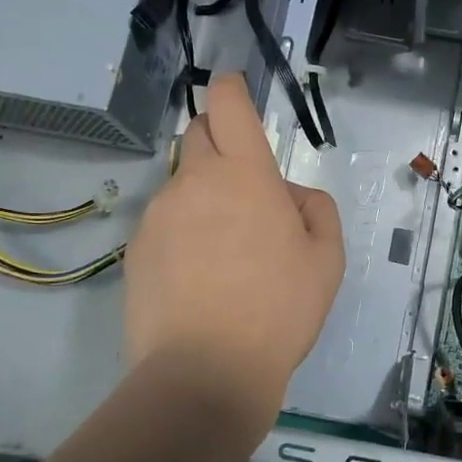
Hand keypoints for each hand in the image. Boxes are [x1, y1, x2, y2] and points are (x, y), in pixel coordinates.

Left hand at [122, 73, 343, 424]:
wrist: (204, 373)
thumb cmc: (278, 310)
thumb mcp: (326, 259)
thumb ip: (316, 209)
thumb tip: (290, 196)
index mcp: (245, 174)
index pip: (229, 105)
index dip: (233, 88)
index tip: (238, 90)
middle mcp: (194, 181)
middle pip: (198, 133)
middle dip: (220, 140)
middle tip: (247, 185)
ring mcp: (158, 215)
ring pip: (182, 183)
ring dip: (204, 194)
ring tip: (226, 251)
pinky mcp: (135, 249)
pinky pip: (164, 221)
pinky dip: (183, 230)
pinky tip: (198, 276)